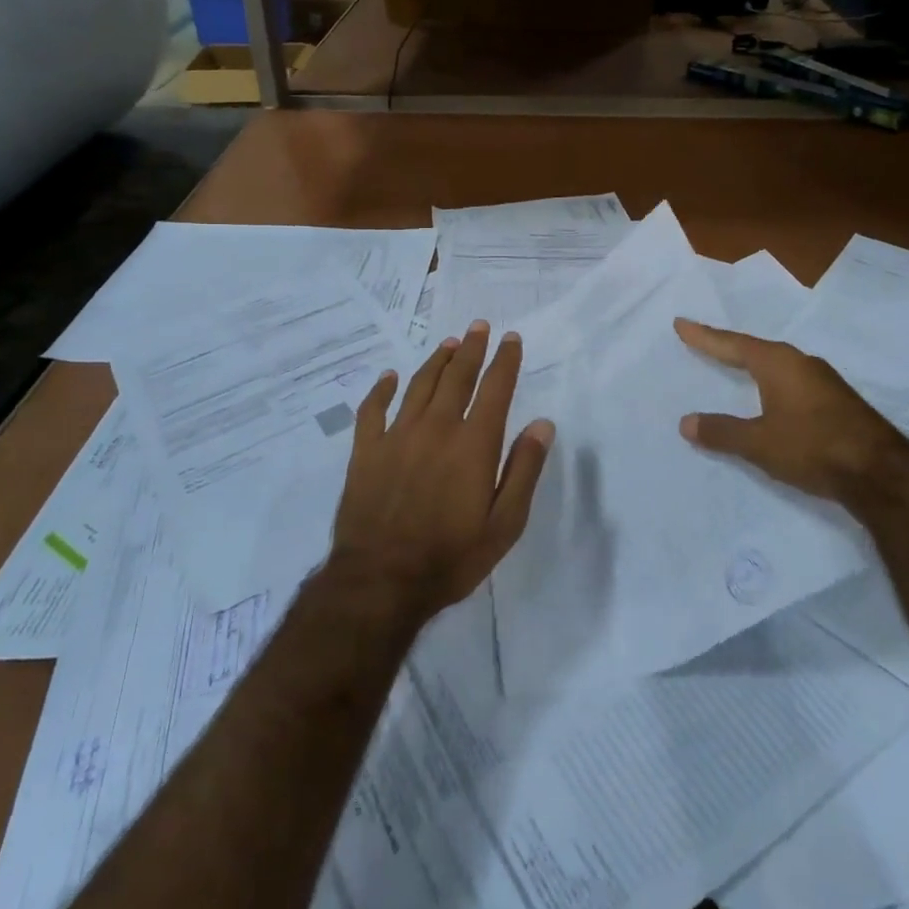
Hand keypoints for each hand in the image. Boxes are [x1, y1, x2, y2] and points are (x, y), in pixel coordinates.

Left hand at [330, 320, 552, 621]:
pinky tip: (389, 377)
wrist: (380, 582)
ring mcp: (398, 436)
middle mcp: (437, 428)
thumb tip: (542, 423)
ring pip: (419, 385)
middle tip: (478, 326)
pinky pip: (373, 409)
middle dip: (471, 349)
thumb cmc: (451, 557)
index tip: (511, 338)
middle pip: (457, 377)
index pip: (494, 389)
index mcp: (473, 444)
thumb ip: (524, 470)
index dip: (505, 360)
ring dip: (436, 361)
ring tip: (449, 344)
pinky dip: (382, 389)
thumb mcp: (504, 524)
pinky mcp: (366, 451)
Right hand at [673, 318, 908, 503]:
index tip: (681, 324)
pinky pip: (793, 381)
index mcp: (778, 363)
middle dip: (729, 347)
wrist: (882, 473)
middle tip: (705, 342)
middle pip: (756, 349)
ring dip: (754, 364)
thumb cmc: (813, 447)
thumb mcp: (759, 443)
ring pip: (778, 365)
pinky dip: (772, 382)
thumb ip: (722, 432)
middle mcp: (800, 363)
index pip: (732, 344)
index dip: (705, 337)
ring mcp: (823, 381)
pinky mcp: (837, 401)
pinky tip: (773, 395)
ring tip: (735, 364)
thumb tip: (686, 422)